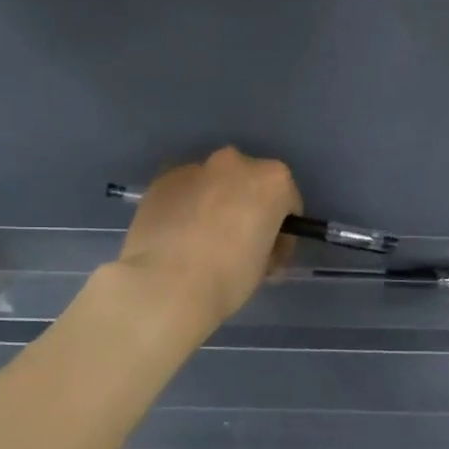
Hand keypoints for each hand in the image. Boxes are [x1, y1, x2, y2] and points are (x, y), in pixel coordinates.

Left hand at [117, 148, 302, 328]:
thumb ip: (267, 243)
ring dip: (214, 205)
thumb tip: (256, 244)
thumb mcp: (266, 264)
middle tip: (238, 243)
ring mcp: (194, 168)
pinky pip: (184, 192)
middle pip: (249, 183)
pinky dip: (185, 208)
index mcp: (271, 181)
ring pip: (213, 184)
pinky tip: (177, 238)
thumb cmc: (229, 277)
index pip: (287, 201)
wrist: (166, 285)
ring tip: (202, 242)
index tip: (272, 253)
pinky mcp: (161, 181)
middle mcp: (234, 164)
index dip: (282, 230)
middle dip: (247, 207)